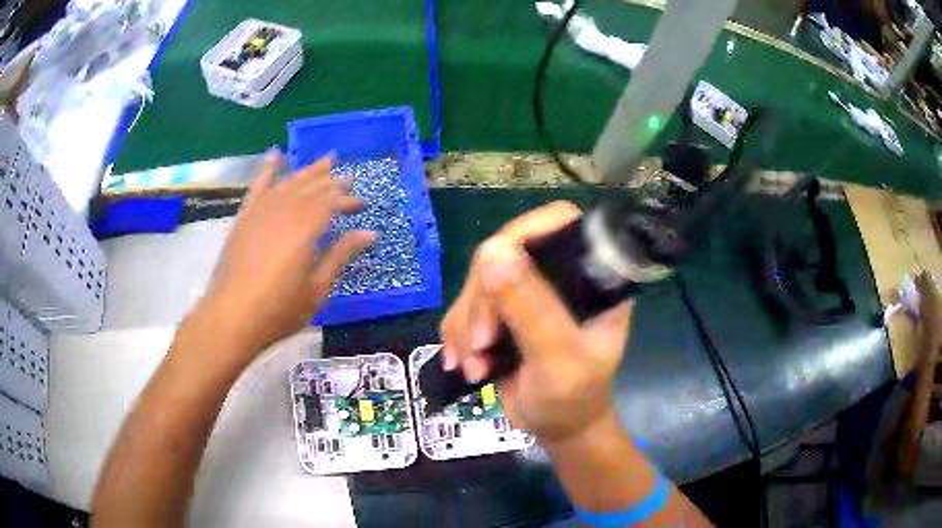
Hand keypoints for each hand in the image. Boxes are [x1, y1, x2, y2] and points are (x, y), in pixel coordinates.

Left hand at [193, 150, 375, 364]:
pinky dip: (267, 169)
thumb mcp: (317, 289)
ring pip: (290, 182)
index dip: (347, 200)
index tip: (361, 204)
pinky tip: (275, 155)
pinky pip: (258, 186)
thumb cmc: (279, 309)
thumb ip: (340, 255)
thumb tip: (369, 233)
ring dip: (309, 171)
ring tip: (327, 160)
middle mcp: (284, 210)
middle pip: (312, 187)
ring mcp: (261, 211)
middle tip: (349, 178)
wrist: (231, 317)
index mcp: (305, 228)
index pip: (331, 203)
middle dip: (333, 182)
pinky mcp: (244, 217)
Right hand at [440, 201, 632, 441]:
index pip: (559, 223)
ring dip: (467, 327)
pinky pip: (464, 308)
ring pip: (477, 282)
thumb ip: (531, 309)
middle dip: (483, 302)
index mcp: (590, 275)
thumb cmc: (572, 397)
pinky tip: (467, 365)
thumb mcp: (558, 358)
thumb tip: (492, 252)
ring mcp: (527, 292)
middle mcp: (558, 274)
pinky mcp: (501, 313)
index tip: (492, 270)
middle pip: (503, 253)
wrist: (555, 428)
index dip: (524, 233)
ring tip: (475, 366)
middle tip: (482, 344)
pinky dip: (458, 336)